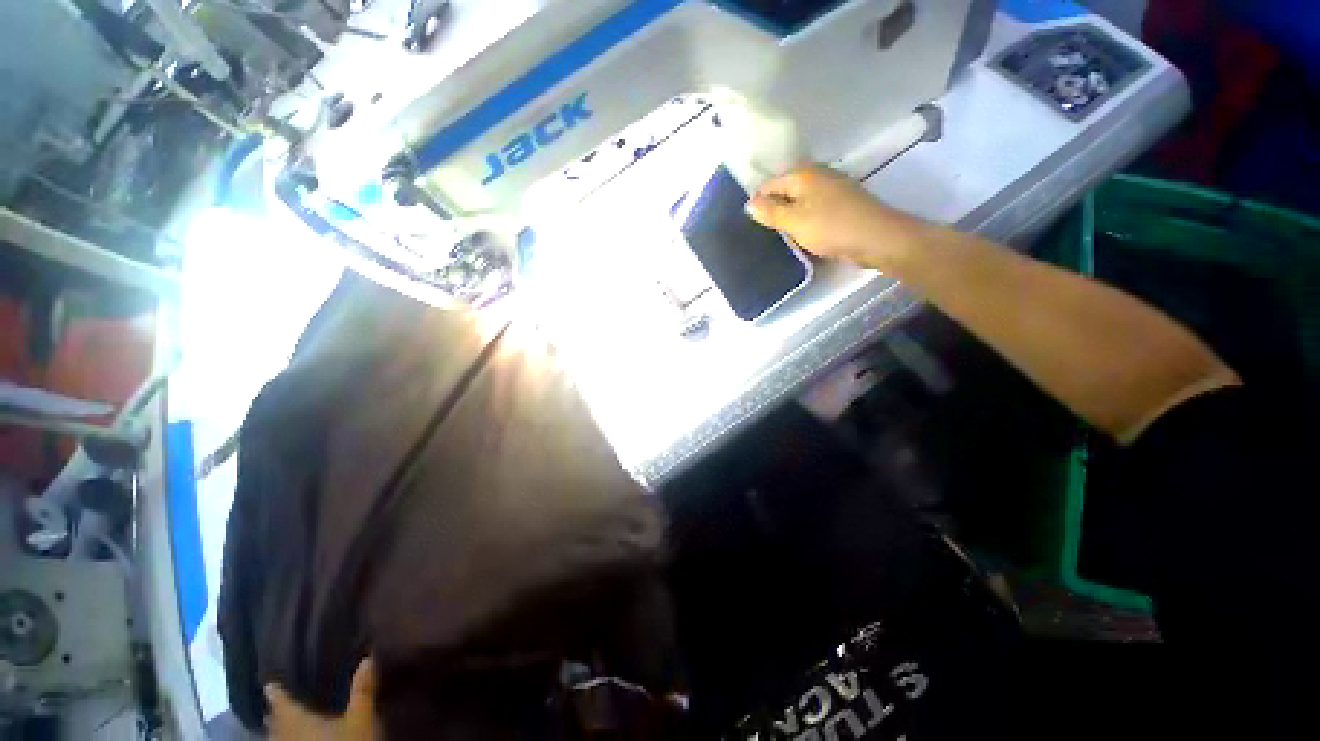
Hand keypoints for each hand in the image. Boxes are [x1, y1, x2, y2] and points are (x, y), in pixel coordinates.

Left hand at [266, 658, 379, 739]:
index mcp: (296, 720)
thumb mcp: (361, 719)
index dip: (275, 690)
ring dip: (280, 729)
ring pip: (276, 738)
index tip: (271, 681)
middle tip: (282, 700)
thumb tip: (367, 657)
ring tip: (289, 721)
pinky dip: (288, 740)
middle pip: (274, 721)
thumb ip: (362, 690)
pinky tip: (301, 739)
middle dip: (277, 712)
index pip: (279, 701)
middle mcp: (284, 735)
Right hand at [745, 165, 925, 271]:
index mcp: (802, 174)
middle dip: (774, 208)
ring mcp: (832, 188)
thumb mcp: (794, 221)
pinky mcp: (842, 203)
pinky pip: (814, 208)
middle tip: (765, 232)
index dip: (758, 203)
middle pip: (786, 190)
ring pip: (800, 200)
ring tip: (782, 235)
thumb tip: (748, 202)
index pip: (769, 184)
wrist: (876, 238)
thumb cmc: (830, 227)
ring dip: (790, 215)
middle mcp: (817, 174)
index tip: (752, 224)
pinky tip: (803, 234)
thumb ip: (770, 211)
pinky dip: (806, 218)